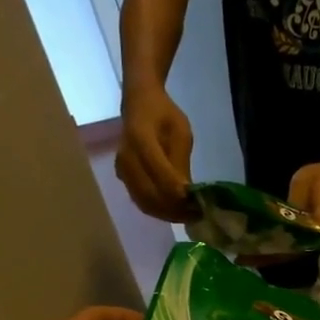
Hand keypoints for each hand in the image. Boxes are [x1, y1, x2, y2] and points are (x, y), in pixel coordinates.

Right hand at [117, 84, 194, 221]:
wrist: (139, 103)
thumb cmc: (164, 115)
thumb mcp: (181, 133)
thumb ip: (181, 163)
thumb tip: (187, 193)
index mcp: (140, 139)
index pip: (160, 174)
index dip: (178, 193)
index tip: (198, 204)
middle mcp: (126, 158)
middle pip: (150, 194)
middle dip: (174, 209)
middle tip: (197, 216)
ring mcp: (122, 170)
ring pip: (144, 202)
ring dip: (167, 214)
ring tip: (188, 216)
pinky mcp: (123, 178)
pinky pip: (140, 201)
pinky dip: (158, 211)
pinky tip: (175, 211)